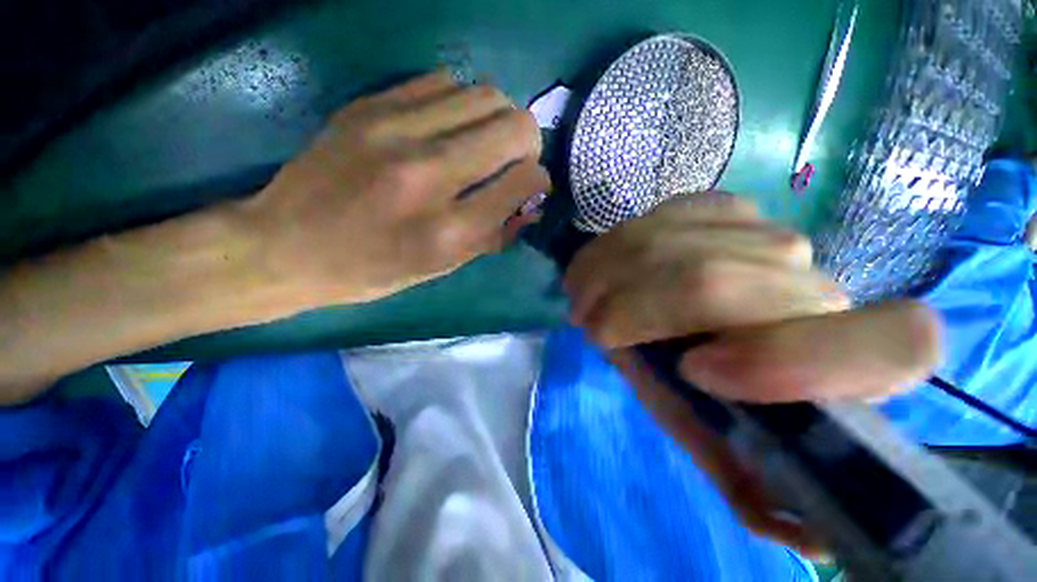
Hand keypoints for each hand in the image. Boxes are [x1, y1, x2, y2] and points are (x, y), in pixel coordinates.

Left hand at [249, 72, 547, 307]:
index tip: (532, 185)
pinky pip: (443, 81)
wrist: (286, 245)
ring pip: (485, 94)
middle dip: (528, 143)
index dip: (539, 180)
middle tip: (515, 159)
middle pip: (514, 126)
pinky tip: (448, 126)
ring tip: (484, 140)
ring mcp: (395, 131)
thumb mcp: (441, 268)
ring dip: (498, 118)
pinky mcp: (369, 105)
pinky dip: (460, 104)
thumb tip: (530, 205)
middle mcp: (429, 176)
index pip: (523, 181)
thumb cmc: (372, 270)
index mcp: (448, 231)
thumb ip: (492, 235)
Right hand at [565, 193, 941, 553]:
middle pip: (717, 280)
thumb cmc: (700, 383)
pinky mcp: (723, 206)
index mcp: (842, 362)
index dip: (794, 359)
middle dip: (633, 307)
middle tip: (590, 326)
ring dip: (609, 276)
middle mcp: (816, 284)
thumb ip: (745, 475)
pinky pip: (658, 219)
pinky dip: (613, 248)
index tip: (694, 370)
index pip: (895, 344)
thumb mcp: (712, 433)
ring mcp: (765, 231)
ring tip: (583, 300)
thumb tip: (802, 535)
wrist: (680, 314)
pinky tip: (600, 267)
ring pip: (672, 244)